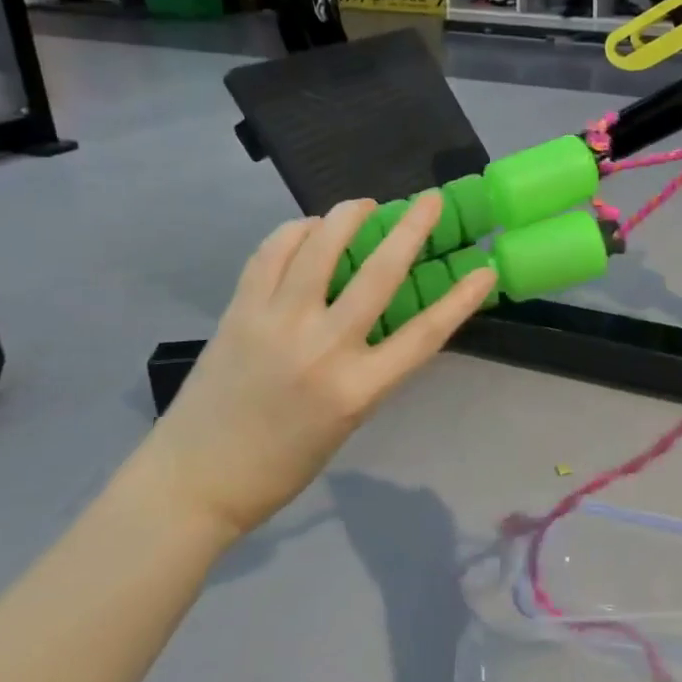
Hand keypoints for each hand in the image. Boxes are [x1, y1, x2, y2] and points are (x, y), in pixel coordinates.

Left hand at [135, 194, 496, 536]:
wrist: (196, 480)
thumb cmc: (282, 463)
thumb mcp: (347, 421)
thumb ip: (371, 368)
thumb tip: (383, 314)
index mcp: (357, 389)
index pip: (424, 334)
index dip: (461, 299)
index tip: (485, 270)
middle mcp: (322, 348)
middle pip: (379, 274)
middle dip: (411, 229)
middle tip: (430, 201)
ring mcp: (276, 323)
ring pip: (319, 248)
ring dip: (347, 216)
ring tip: (363, 205)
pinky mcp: (239, 310)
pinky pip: (271, 253)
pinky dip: (295, 232)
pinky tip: (308, 230)